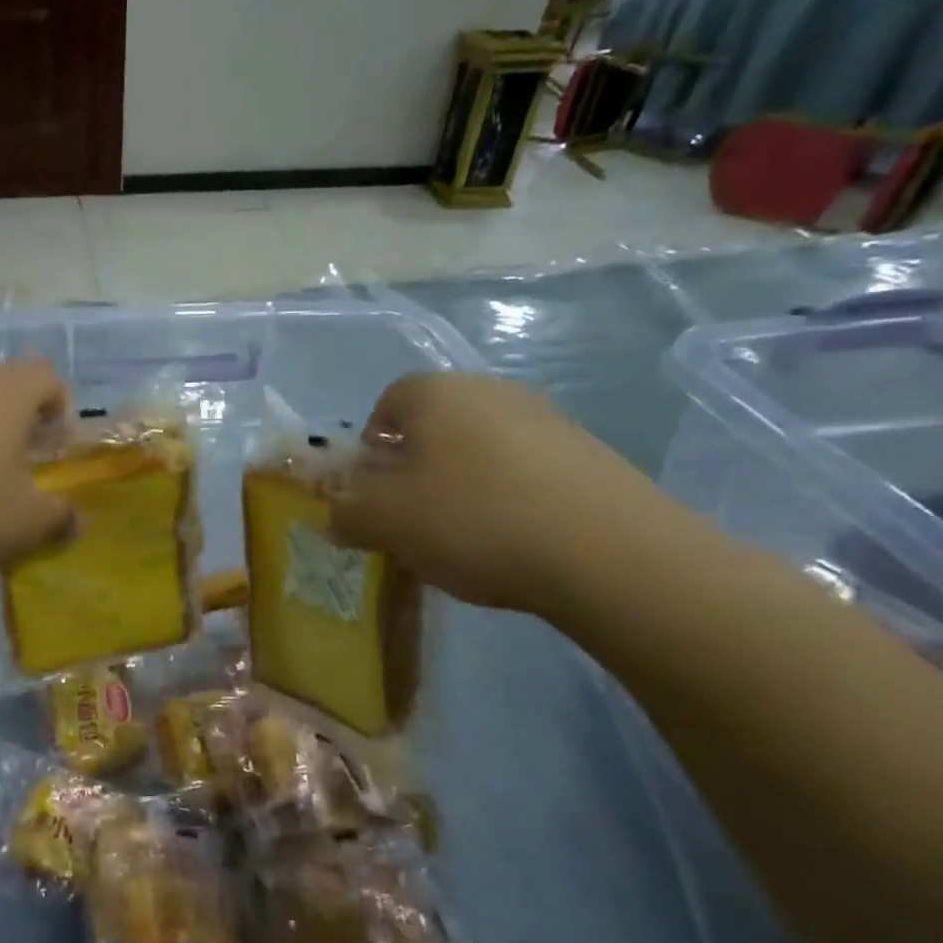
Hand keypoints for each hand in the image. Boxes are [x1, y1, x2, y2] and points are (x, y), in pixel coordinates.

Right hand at [329, 373, 664, 612]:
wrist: (608, 551)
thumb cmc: (471, 519)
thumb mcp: (382, 520)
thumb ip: (344, 511)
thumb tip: (333, 514)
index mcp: (436, 392)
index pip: (386, 402)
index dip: (371, 446)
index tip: (374, 490)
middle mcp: (491, 391)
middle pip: (434, 426)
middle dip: (414, 469)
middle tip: (412, 519)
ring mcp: (547, 419)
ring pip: (480, 449)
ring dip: (462, 485)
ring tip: (465, 538)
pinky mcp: (589, 455)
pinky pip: (525, 471)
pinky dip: (508, 499)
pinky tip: (514, 542)